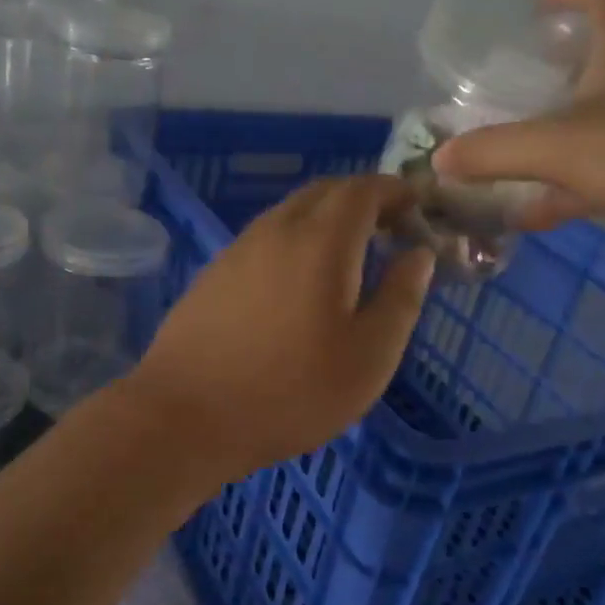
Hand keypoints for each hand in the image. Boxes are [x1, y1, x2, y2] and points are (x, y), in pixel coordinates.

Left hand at [126, 176, 434, 482]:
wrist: (185, 416)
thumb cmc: (291, 391)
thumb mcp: (369, 356)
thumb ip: (401, 298)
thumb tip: (418, 253)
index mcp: (320, 240)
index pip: (363, 189)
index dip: (396, 191)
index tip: (419, 208)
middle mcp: (275, 230)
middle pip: (324, 192)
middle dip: (362, 200)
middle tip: (390, 231)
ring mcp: (237, 250)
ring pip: (290, 214)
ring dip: (325, 221)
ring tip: (349, 259)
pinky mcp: (213, 275)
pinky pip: (265, 240)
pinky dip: (294, 242)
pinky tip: (298, 285)